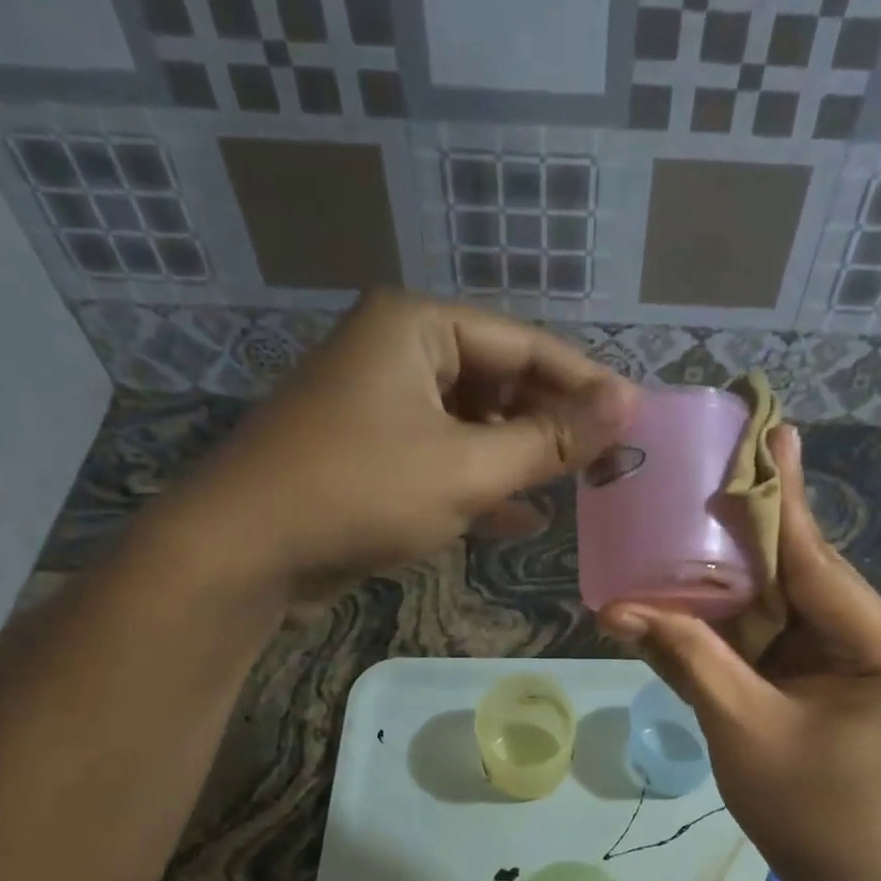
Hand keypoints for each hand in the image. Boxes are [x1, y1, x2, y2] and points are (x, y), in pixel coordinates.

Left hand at [155, 291, 635, 601]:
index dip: (585, 384)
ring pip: (473, 425)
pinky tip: (523, 518)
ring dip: (520, 460)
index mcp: (418, 327)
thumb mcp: (469, 467)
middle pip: (500, 382)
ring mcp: (380, 405)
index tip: (635, 422)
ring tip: (576, 491)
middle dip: (551, 426)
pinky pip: (443, 458)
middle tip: (607, 466)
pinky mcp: (371, 454)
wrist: (244, 553)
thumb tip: (627, 404)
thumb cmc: (361, 492)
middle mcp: (398, 353)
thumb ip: (551, 438)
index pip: (526, 344)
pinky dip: (481, 485)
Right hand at [600, 427, 880, 880]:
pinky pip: (785, 622)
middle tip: (708, 470)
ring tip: (695, 514)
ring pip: (791, 592)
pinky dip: (742, 609)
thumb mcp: (738, 726)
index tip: (771, 433)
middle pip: (805, 570)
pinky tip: (704, 578)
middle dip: (749, 532)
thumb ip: (685, 656)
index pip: (818, 563)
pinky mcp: (841, 662)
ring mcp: (865, 647)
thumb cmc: (802, 807)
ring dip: (739, 569)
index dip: (781, 501)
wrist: (843, 867)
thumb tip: (614, 610)